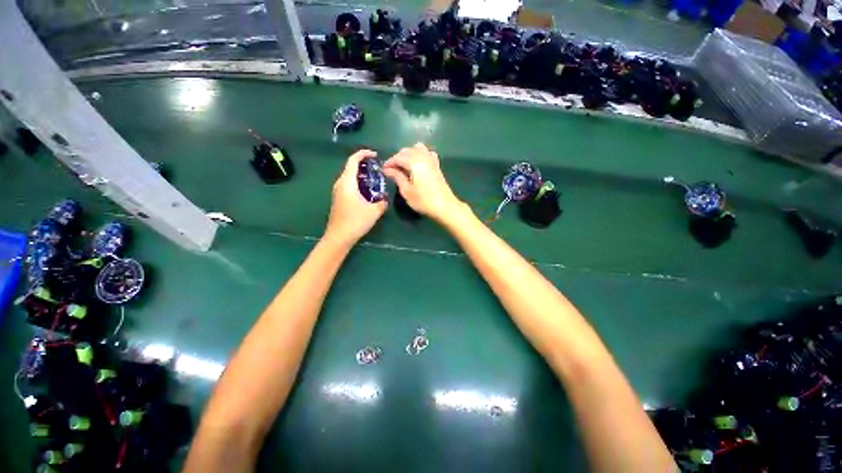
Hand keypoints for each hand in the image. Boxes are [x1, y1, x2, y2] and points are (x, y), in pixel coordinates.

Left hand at [324, 149, 387, 245]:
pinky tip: (367, 192)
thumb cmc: (356, 221)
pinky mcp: (338, 200)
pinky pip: (348, 185)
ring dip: (360, 175)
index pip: (353, 161)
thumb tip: (384, 199)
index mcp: (347, 182)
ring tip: (374, 178)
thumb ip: (382, 202)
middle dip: (363, 164)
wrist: (339, 237)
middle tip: (376, 168)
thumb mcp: (374, 211)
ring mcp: (337, 192)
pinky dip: (358, 183)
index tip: (374, 154)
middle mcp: (340, 184)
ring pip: (349, 177)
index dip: (363, 154)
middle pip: (350, 168)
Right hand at [383, 143, 462, 222]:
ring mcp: (432, 159)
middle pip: (407, 150)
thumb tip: (388, 169)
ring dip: (408, 154)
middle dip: (398, 158)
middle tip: (392, 170)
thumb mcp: (406, 191)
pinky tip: (417, 164)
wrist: (444, 206)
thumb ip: (397, 177)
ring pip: (417, 148)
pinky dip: (420, 154)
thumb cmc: (423, 201)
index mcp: (414, 162)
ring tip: (404, 166)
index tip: (383, 170)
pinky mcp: (437, 165)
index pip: (398, 157)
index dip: (389, 162)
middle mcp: (423, 157)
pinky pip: (427, 153)